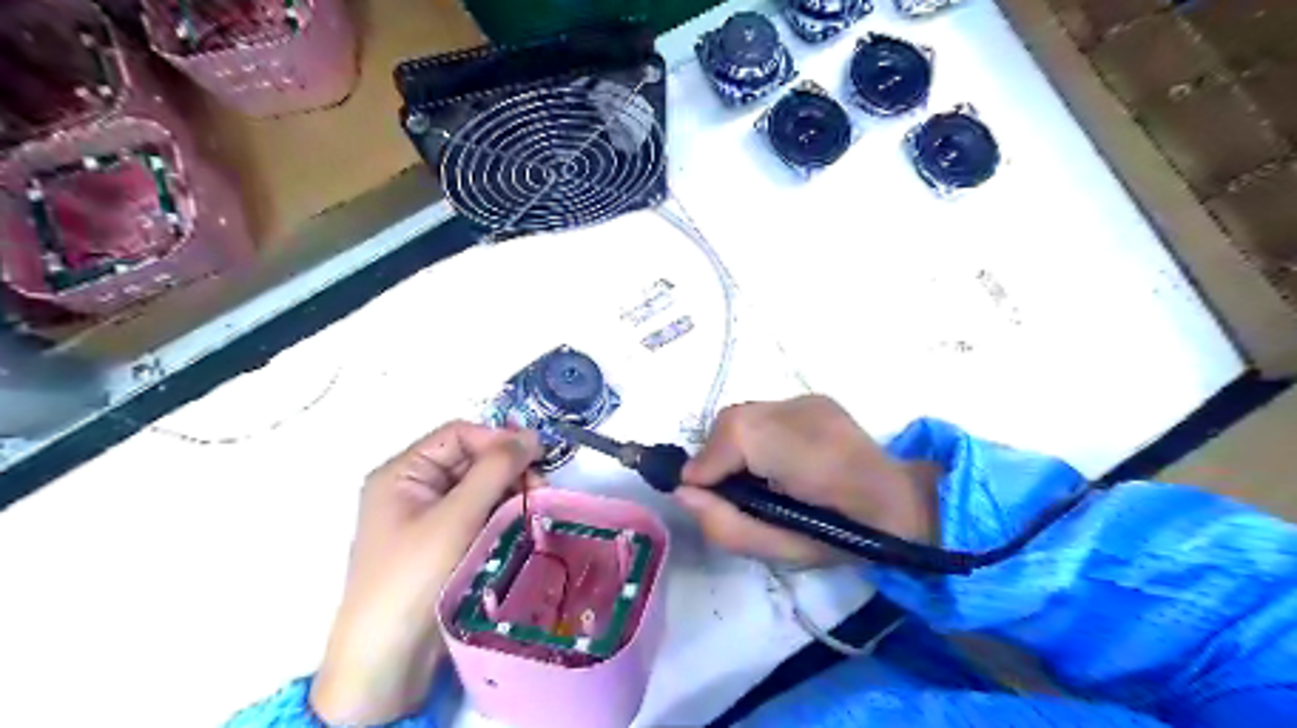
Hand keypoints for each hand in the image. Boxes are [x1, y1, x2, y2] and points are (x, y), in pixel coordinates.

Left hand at [310, 425, 544, 725]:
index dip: (497, 440)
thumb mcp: (456, 516)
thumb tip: (530, 434)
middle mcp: (414, 489)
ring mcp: (429, 518)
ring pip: (480, 488)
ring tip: (534, 509)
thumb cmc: (414, 576)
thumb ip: (494, 469)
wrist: (386, 660)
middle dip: (508, 469)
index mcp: (403, 473)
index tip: (537, 457)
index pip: (458, 435)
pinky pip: (479, 514)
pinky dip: (502, 515)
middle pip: (471, 460)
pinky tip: (522, 525)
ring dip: (509, 493)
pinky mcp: (444, 543)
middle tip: (539, 489)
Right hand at [674, 397, 936, 565]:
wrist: (902, 506)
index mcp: (811, 455)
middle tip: (724, 490)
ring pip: (745, 415)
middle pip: (734, 420)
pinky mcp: (813, 398)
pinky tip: (770, 460)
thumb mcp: (782, 551)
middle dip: (716, 455)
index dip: (707, 464)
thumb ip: (727, 524)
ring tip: (748, 477)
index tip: (698, 493)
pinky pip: (762, 413)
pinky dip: (752, 436)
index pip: (736, 436)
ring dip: (733, 445)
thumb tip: (684, 492)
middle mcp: (808, 413)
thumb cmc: (845, 538)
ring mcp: (811, 400)